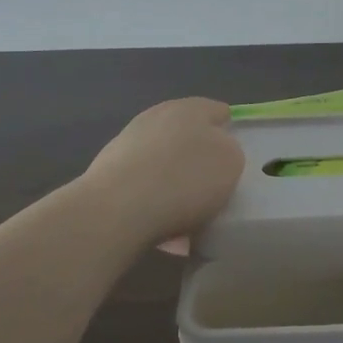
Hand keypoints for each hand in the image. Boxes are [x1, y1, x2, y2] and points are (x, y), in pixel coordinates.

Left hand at [81, 97, 244, 248]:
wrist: (117, 210)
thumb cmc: (185, 179)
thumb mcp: (231, 162)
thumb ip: (229, 151)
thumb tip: (215, 152)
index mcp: (190, 108)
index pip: (217, 111)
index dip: (229, 131)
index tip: (235, 158)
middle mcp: (156, 118)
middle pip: (186, 136)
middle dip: (198, 159)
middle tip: (212, 188)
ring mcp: (127, 144)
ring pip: (163, 164)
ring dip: (175, 185)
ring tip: (188, 219)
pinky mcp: (107, 174)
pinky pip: (143, 189)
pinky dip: (155, 205)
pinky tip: (164, 233)